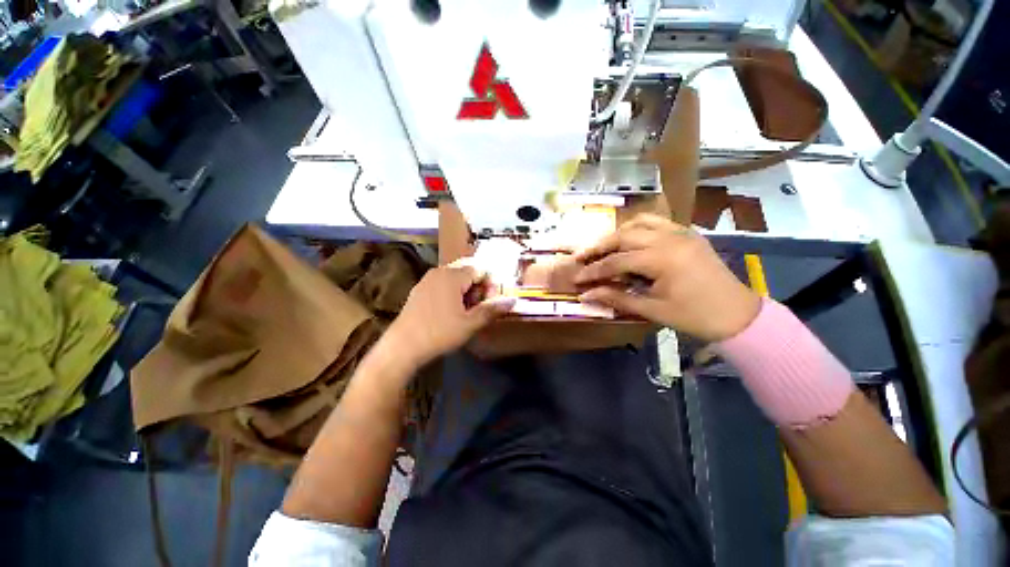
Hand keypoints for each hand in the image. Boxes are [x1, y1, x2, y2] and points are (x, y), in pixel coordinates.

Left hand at [384, 261, 514, 366]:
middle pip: (468, 269)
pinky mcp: (420, 289)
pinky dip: (454, 291)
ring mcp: (428, 279)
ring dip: (467, 289)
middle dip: (479, 285)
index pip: (481, 268)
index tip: (490, 303)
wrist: (402, 346)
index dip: (491, 284)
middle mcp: (440, 271)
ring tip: (467, 310)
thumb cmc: (439, 333)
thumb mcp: (470, 323)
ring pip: (456, 276)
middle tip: (479, 306)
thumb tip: (513, 301)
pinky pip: (443, 282)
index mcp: (453, 275)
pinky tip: (451, 311)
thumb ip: (492, 309)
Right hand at [573, 214, 760, 341]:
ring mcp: (680, 232)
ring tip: (602, 247)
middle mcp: (669, 238)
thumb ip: (617, 298)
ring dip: (616, 234)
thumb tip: (586, 295)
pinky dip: (637, 227)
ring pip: (638, 223)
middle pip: (623, 236)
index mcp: (662, 259)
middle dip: (598, 247)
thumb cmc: (695, 316)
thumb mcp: (653, 310)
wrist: (737, 314)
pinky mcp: (687, 233)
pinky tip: (629, 239)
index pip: (616, 261)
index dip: (593, 271)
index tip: (576, 278)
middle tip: (580, 257)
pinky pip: (656, 222)